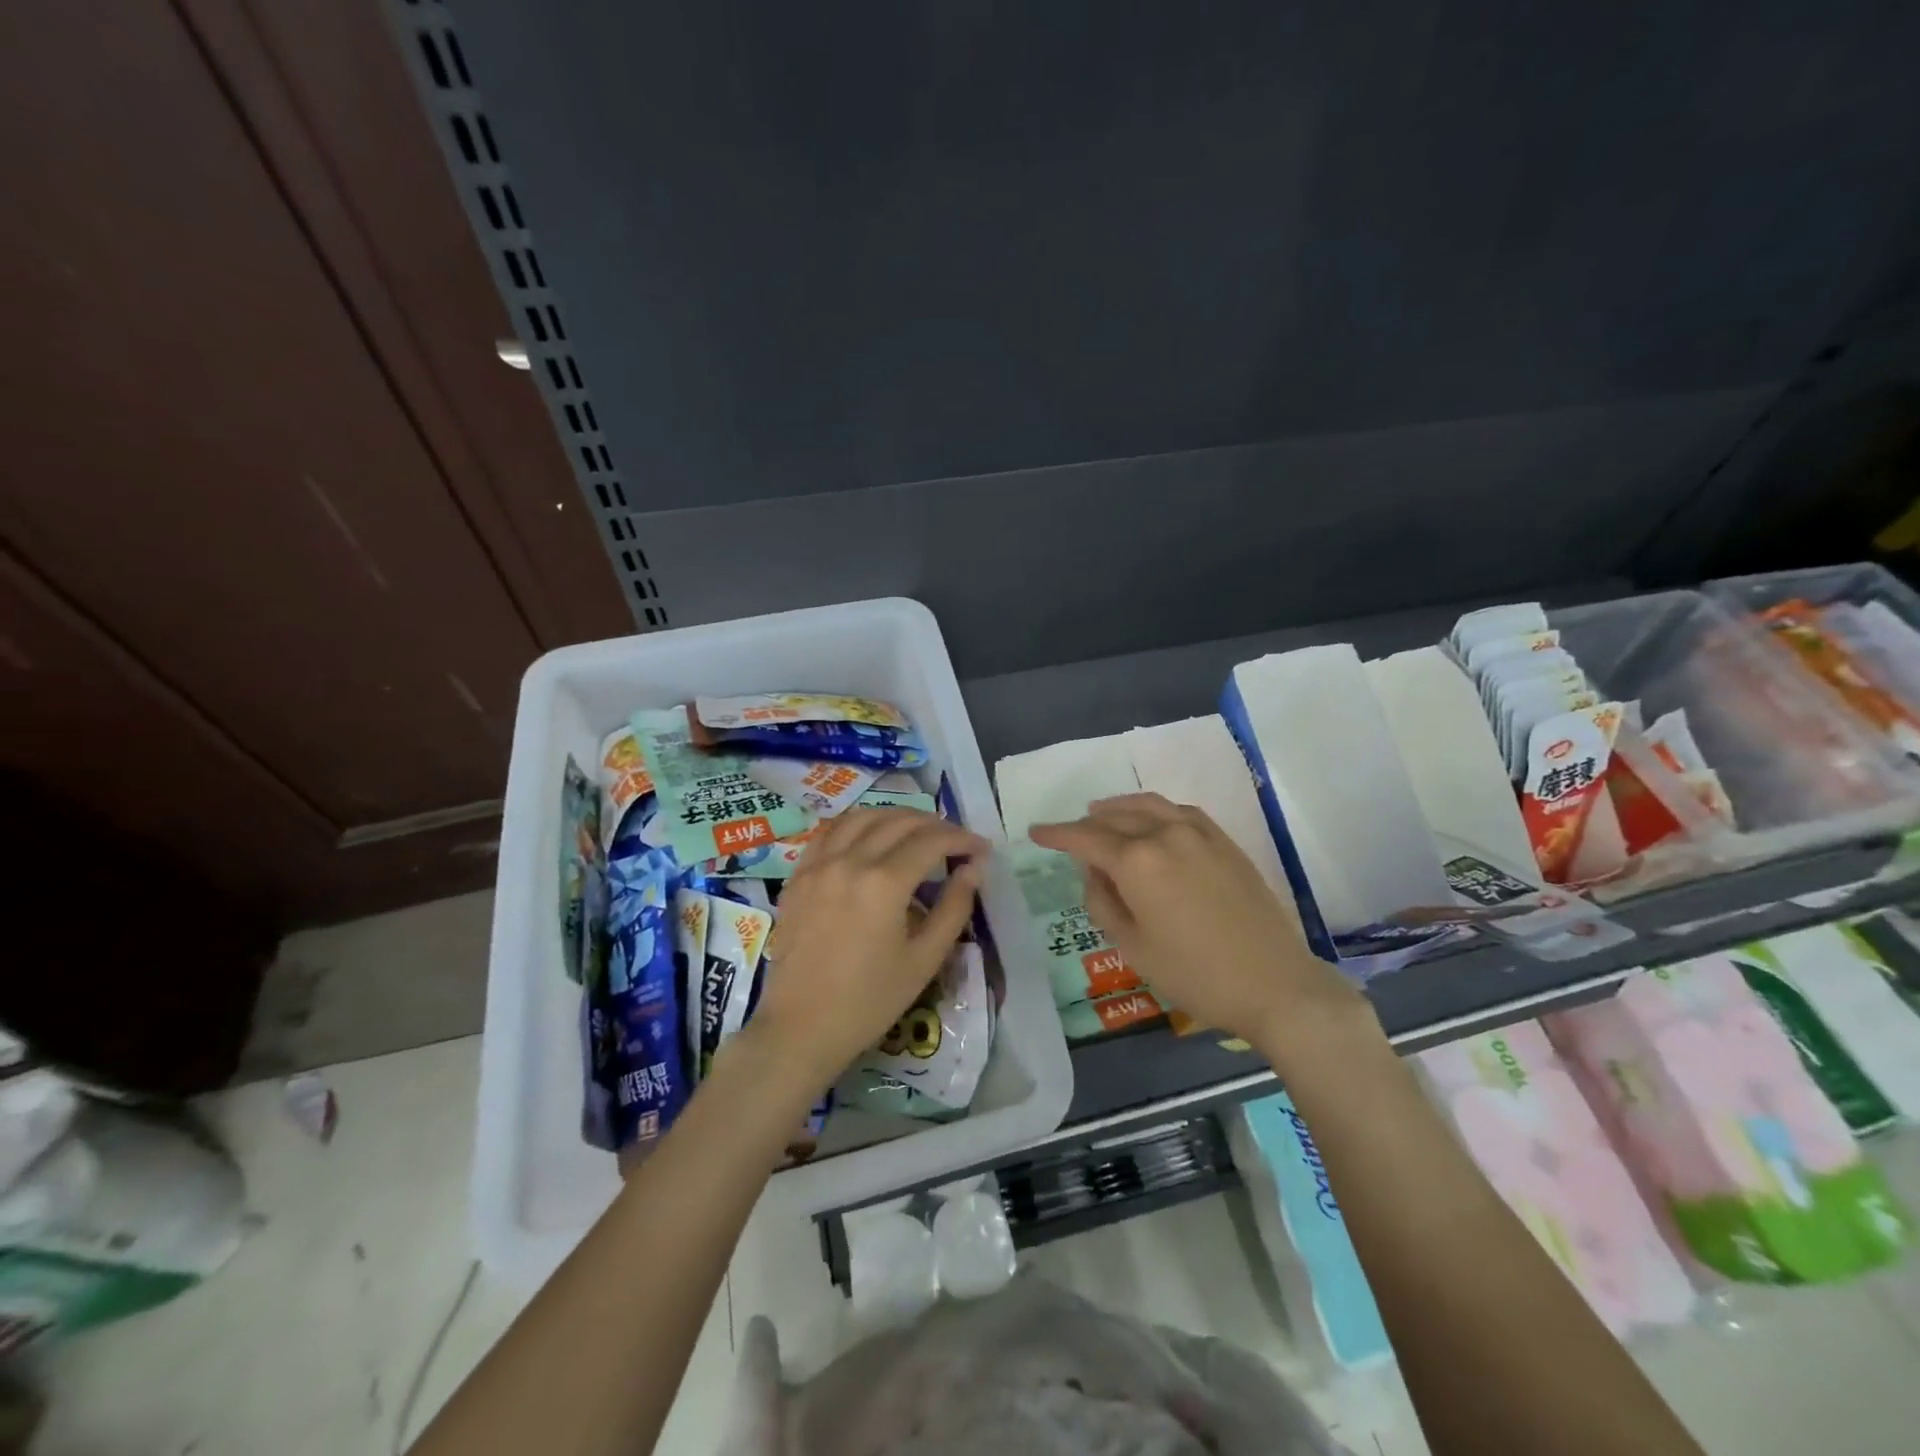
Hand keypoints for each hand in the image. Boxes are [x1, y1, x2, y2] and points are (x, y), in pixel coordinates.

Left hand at [746, 807, 985, 1088]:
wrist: (803, 1027)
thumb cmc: (870, 1001)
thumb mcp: (925, 959)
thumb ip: (954, 907)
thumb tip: (973, 868)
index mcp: (885, 883)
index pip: (932, 841)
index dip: (962, 839)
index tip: (981, 850)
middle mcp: (850, 861)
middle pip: (899, 822)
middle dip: (935, 825)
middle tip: (955, 842)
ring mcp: (819, 864)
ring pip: (862, 817)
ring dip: (895, 817)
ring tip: (916, 832)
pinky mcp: (799, 875)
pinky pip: (830, 832)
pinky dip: (857, 824)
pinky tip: (869, 836)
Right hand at [1030, 793, 1369, 1054]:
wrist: (1274, 983)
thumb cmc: (1194, 973)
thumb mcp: (1132, 946)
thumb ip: (1102, 901)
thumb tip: (1093, 872)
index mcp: (1136, 860)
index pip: (1084, 837)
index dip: (1056, 834)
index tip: (1035, 831)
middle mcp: (1164, 834)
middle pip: (1114, 818)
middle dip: (1085, 824)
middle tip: (1067, 833)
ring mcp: (1199, 833)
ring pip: (1147, 806)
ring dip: (1119, 808)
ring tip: (1100, 813)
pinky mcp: (1224, 841)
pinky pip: (1179, 812)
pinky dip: (1155, 810)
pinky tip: (1151, 821)